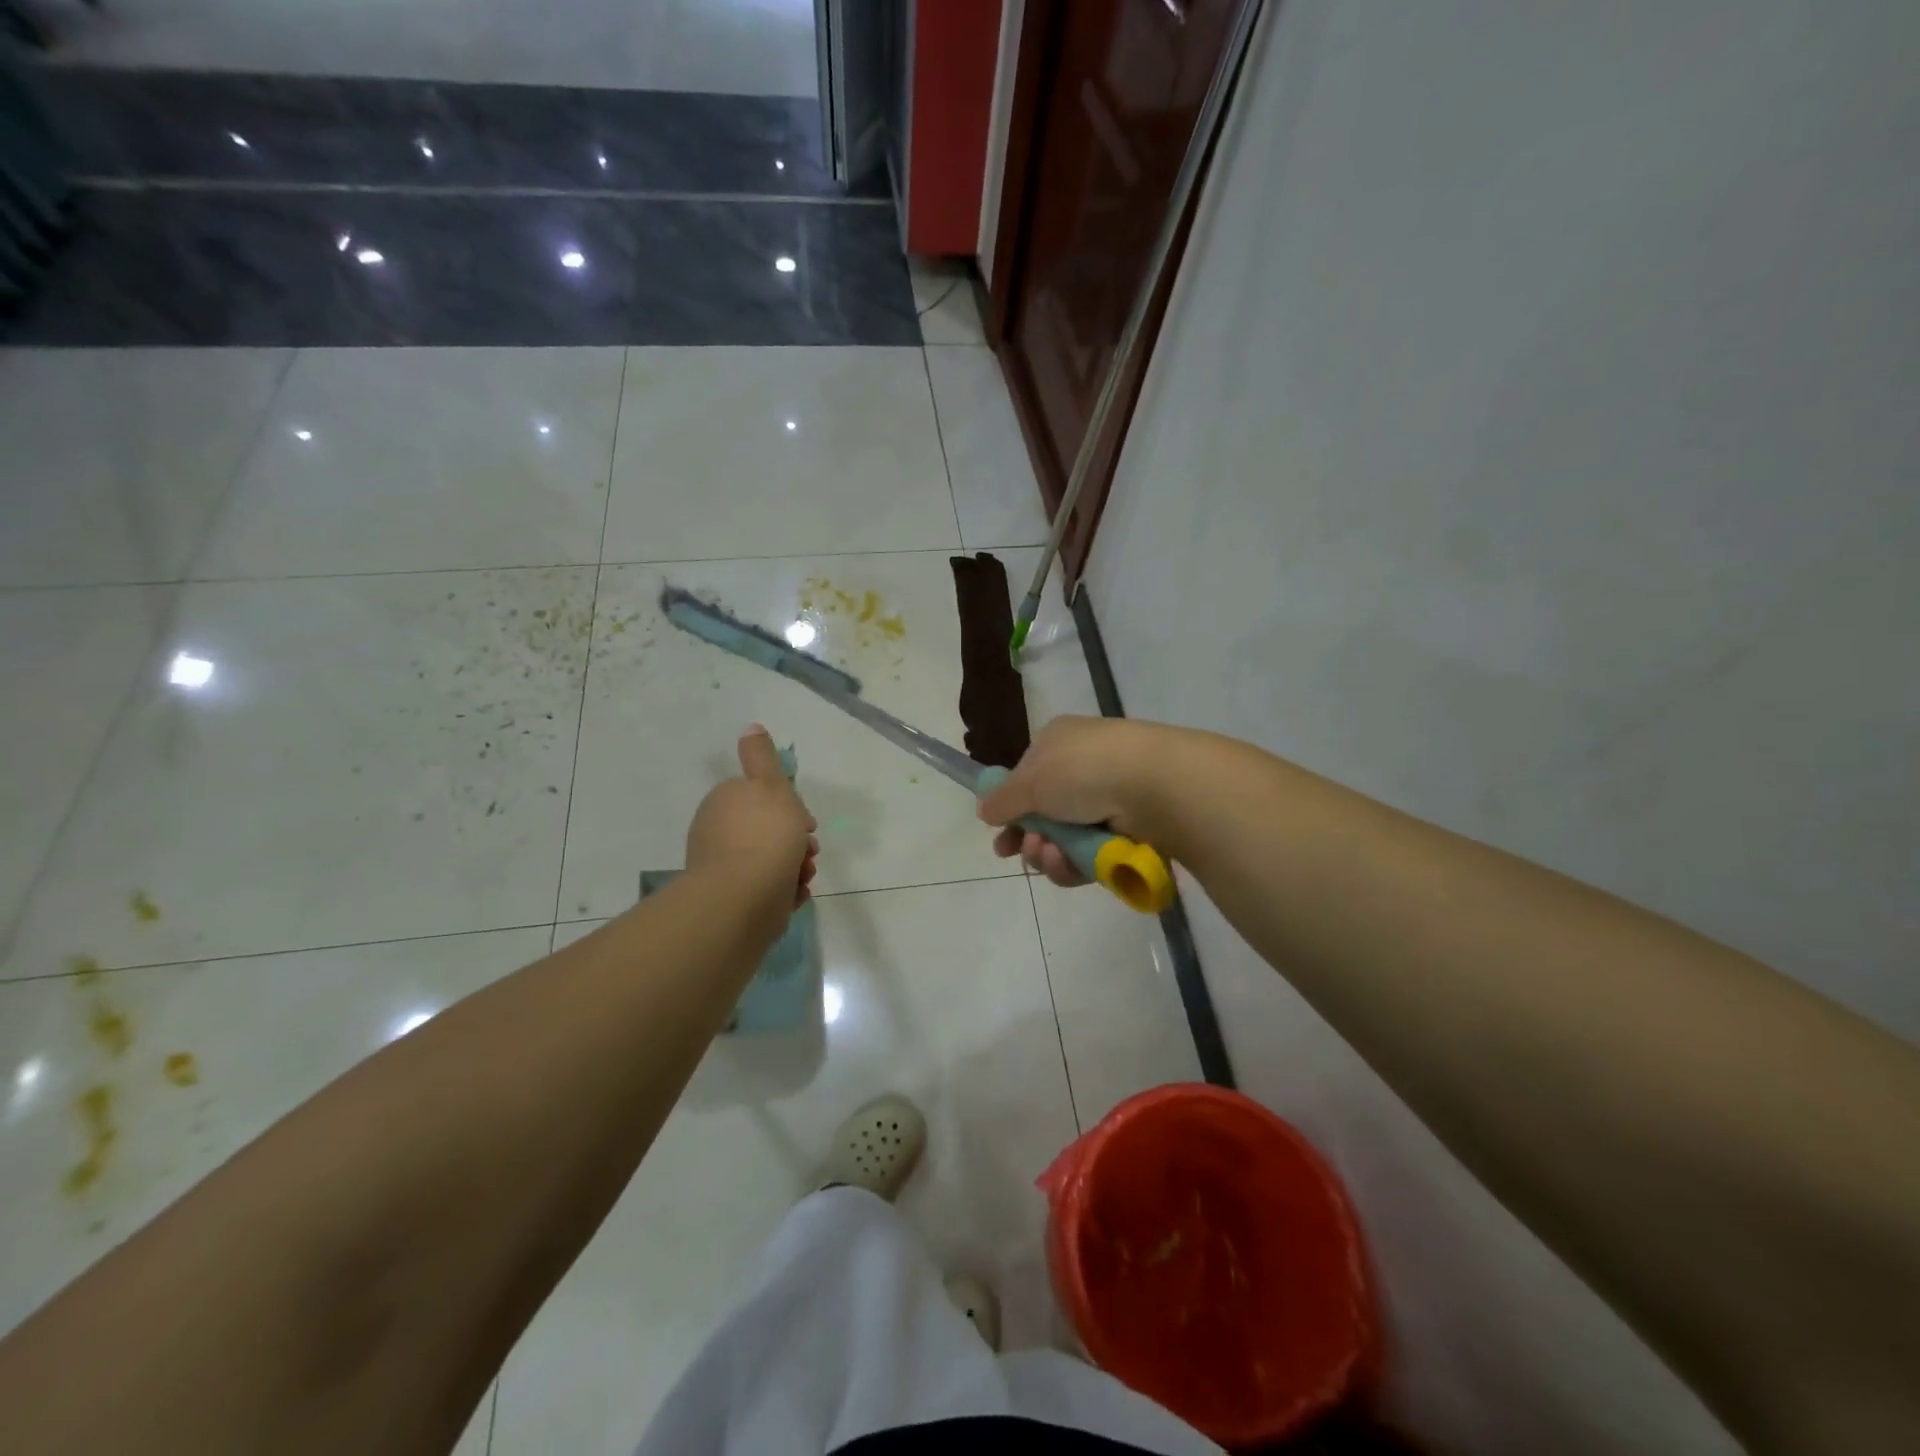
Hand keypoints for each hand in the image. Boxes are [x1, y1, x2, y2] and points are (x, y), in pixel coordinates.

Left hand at [686, 726, 818, 909]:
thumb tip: (750, 727)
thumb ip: (762, 756)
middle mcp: (718, 833)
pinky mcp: (732, 899)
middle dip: (796, 841)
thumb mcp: (770, 784)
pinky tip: (792, 894)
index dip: (791, 809)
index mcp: (725, 802)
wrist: (744, 898)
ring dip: (795, 867)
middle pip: (769, 831)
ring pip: (771, 861)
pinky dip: (784, 890)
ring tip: (803, 876)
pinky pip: (767, 889)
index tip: (807, 823)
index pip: (762, 799)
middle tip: (809, 851)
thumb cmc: (765, 836)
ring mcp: (724, 868)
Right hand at [976, 716, 1171, 887]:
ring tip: (1047, 854)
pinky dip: (1072, 864)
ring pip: (1063, 841)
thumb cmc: (1085, 769)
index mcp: (1059, 743)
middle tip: (1014, 852)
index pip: (1027, 777)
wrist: (1155, 785)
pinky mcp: (1126, 835)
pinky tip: (1065, 863)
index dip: (1010, 807)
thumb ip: (1003, 798)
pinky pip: (1088, 858)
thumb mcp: (1031, 779)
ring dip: (1046, 853)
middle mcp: (1083, 770)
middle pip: (1043, 815)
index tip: (998, 832)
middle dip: (1027, 837)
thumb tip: (984, 809)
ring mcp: (1107, 803)